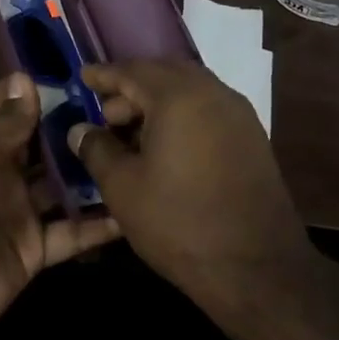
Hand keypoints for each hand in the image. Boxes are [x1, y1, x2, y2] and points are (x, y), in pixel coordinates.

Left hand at [0, 73, 120, 339]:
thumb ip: (6, 121)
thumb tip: (26, 78)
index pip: (10, 104)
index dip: (40, 88)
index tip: (84, 75)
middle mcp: (0, 169)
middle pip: (43, 142)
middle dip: (77, 127)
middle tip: (127, 112)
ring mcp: (20, 208)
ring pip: (64, 184)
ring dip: (92, 172)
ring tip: (137, 153)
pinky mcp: (36, 246)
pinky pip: (73, 231)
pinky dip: (99, 224)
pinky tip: (133, 212)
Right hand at [68, 61, 314, 301]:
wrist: (257, 267)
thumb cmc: (179, 223)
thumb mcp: (123, 188)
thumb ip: (97, 150)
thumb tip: (81, 129)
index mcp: (179, 96)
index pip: (133, 72)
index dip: (105, 75)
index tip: (83, 76)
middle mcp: (213, 93)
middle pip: (165, 74)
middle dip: (133, 87)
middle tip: (106, 113)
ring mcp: (239, 115)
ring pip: (191, 91)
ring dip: (159, 102)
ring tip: (132, 134)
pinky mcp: (253, 138)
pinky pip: (209, 110)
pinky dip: (183, 115)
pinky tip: (167, 147)